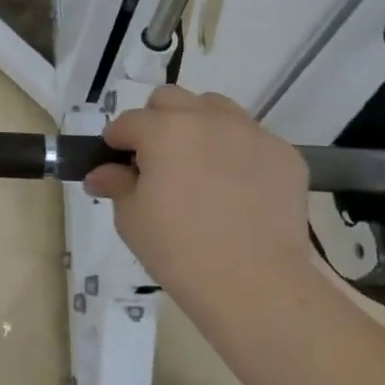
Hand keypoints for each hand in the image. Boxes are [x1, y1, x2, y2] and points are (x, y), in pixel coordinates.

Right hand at [84, 86, 318, 306]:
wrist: (255, 284)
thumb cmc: (179, 251)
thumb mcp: (132, 219)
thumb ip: (116, 184)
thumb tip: (100, 174)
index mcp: (164, 130)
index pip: (128, 121)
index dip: (117, 141)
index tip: (117, 164)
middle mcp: (208, 119)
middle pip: (171, 99)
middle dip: (156, 121)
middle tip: (157, 160)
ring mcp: (251, 133)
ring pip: (215, 108)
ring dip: (199, 126)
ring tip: (200, 166)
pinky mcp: (284, 154)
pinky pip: (252, 139)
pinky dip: (237, 152)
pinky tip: (237, 188)